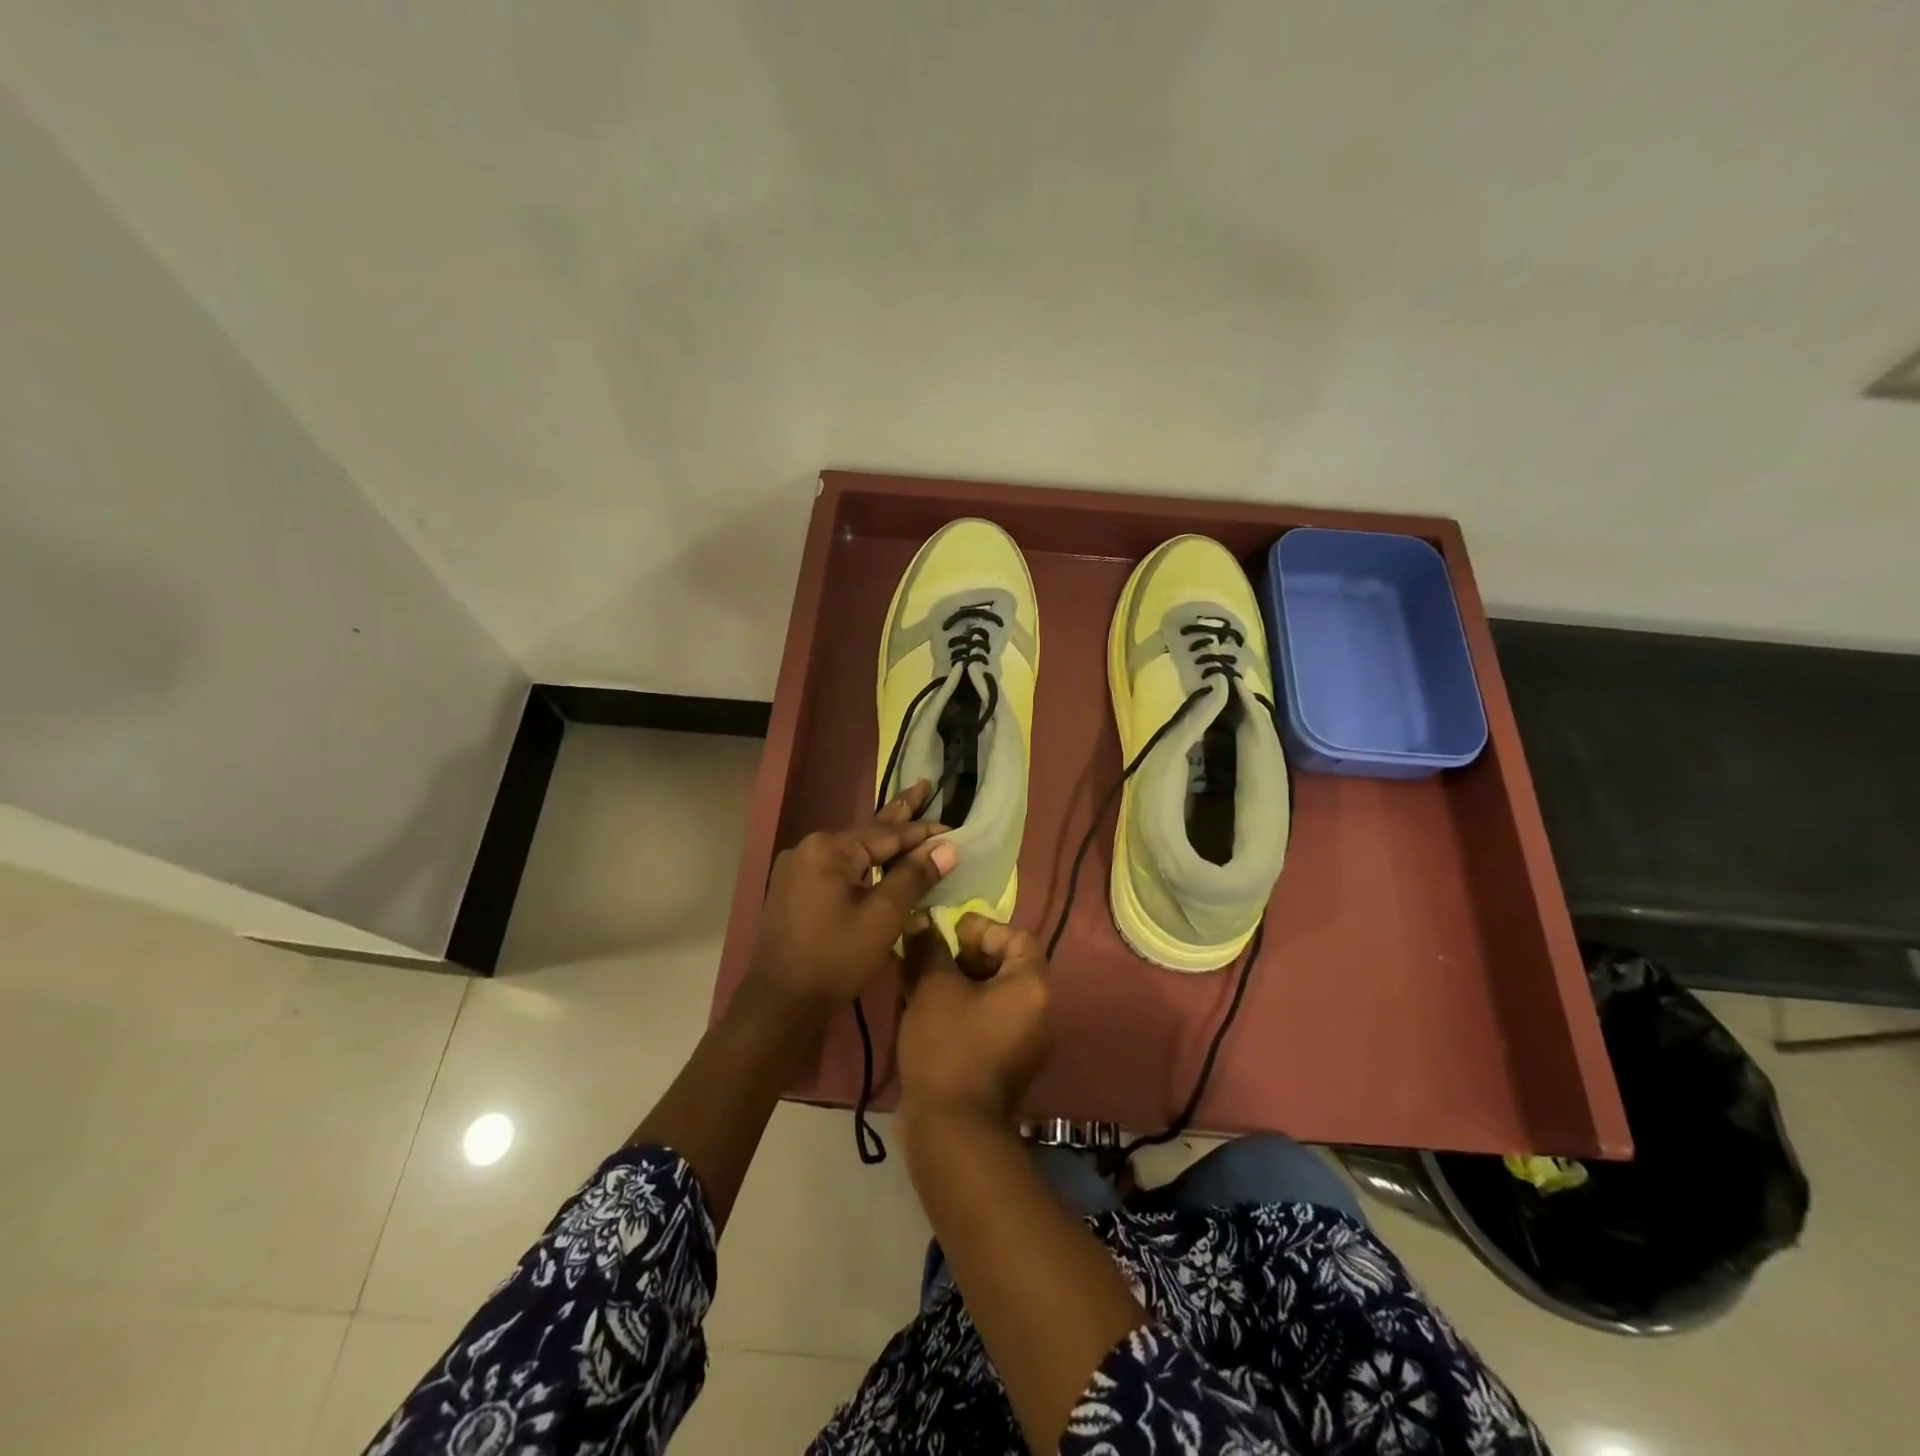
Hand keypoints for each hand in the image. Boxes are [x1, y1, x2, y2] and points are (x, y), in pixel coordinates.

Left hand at [747, 781, 955, 1014]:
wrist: (780, 1004)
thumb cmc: (835, 957)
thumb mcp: (882, 916)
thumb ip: (914, 877)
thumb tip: (947, 847)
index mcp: (828, 849)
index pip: (887, 834)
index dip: (922, 832)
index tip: (953, 826)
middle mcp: (808, 849)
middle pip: (867, 833)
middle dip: (899, 814)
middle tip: (924, 786)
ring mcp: (797, 870)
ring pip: (852, 852)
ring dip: (883, 844)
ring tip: (907, 819)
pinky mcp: (794, 891)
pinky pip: (838, 869)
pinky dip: (863, 865)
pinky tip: (879, 862)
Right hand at [897, 914, 1051, 1122]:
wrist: (950, 1128)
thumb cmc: (949, 1045)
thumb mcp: (934, 987)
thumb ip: (929, 947)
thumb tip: (921, 920)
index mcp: (1032, 987)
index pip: (1018, 938)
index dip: (984, 928)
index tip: (950, 931)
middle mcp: (1037, 1012)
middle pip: (1006, 965)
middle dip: (967, 953)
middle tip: (932, 953)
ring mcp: (1022, 1042)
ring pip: (991, 994)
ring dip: (958, 980)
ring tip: (921, 978)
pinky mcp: (1002, 1064)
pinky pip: (985, 1020)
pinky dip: (960, 1007)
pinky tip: (925, 1008)